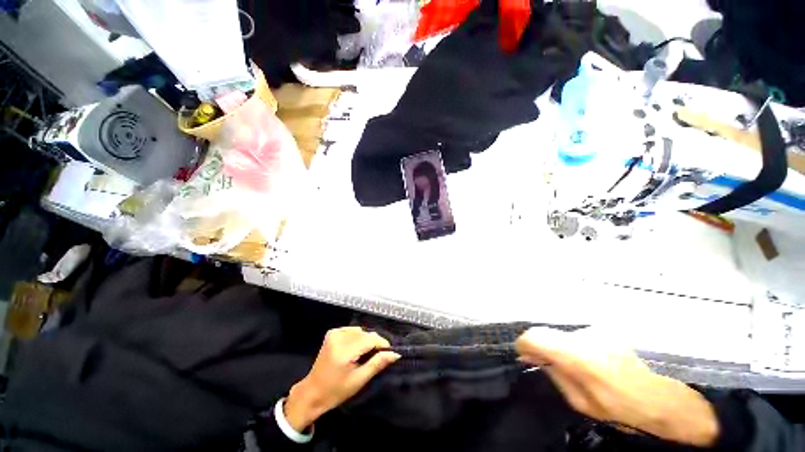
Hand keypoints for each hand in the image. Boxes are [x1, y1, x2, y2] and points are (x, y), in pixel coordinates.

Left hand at [284, 327, 399, 431]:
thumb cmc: (336, 391)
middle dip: (375, 342)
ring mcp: (334, 333)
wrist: (312, 392)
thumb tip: (395, 353)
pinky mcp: (332, 333)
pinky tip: (356, 348)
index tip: (390, 352)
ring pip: (360, 330)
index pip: (370, 339)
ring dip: (366, 339)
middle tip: (379, 355)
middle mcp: (339, 338)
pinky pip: (352, 330)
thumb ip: (377, 364)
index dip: (382, 344)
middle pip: (365, 333)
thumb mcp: (359, 380)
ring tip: (366, 353)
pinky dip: (358, 336)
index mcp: (344, 351)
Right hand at [515, 327, 718, 446]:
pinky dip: (581, 346)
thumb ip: (556, 375)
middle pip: (548, 332)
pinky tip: (599, 362)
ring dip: (565, 348)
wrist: (670, 399)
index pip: (534, 336)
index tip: (525, 356)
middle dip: (544, 347)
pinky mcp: (608, 328)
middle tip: (553, 365)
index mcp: (577, 355)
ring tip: (585, 368)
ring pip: (565, 333)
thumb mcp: (582, 403)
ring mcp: (598, 328)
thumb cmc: (625, 409)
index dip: (524, 345)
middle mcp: (585, 334)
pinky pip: (582, 334)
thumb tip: (535, 358)